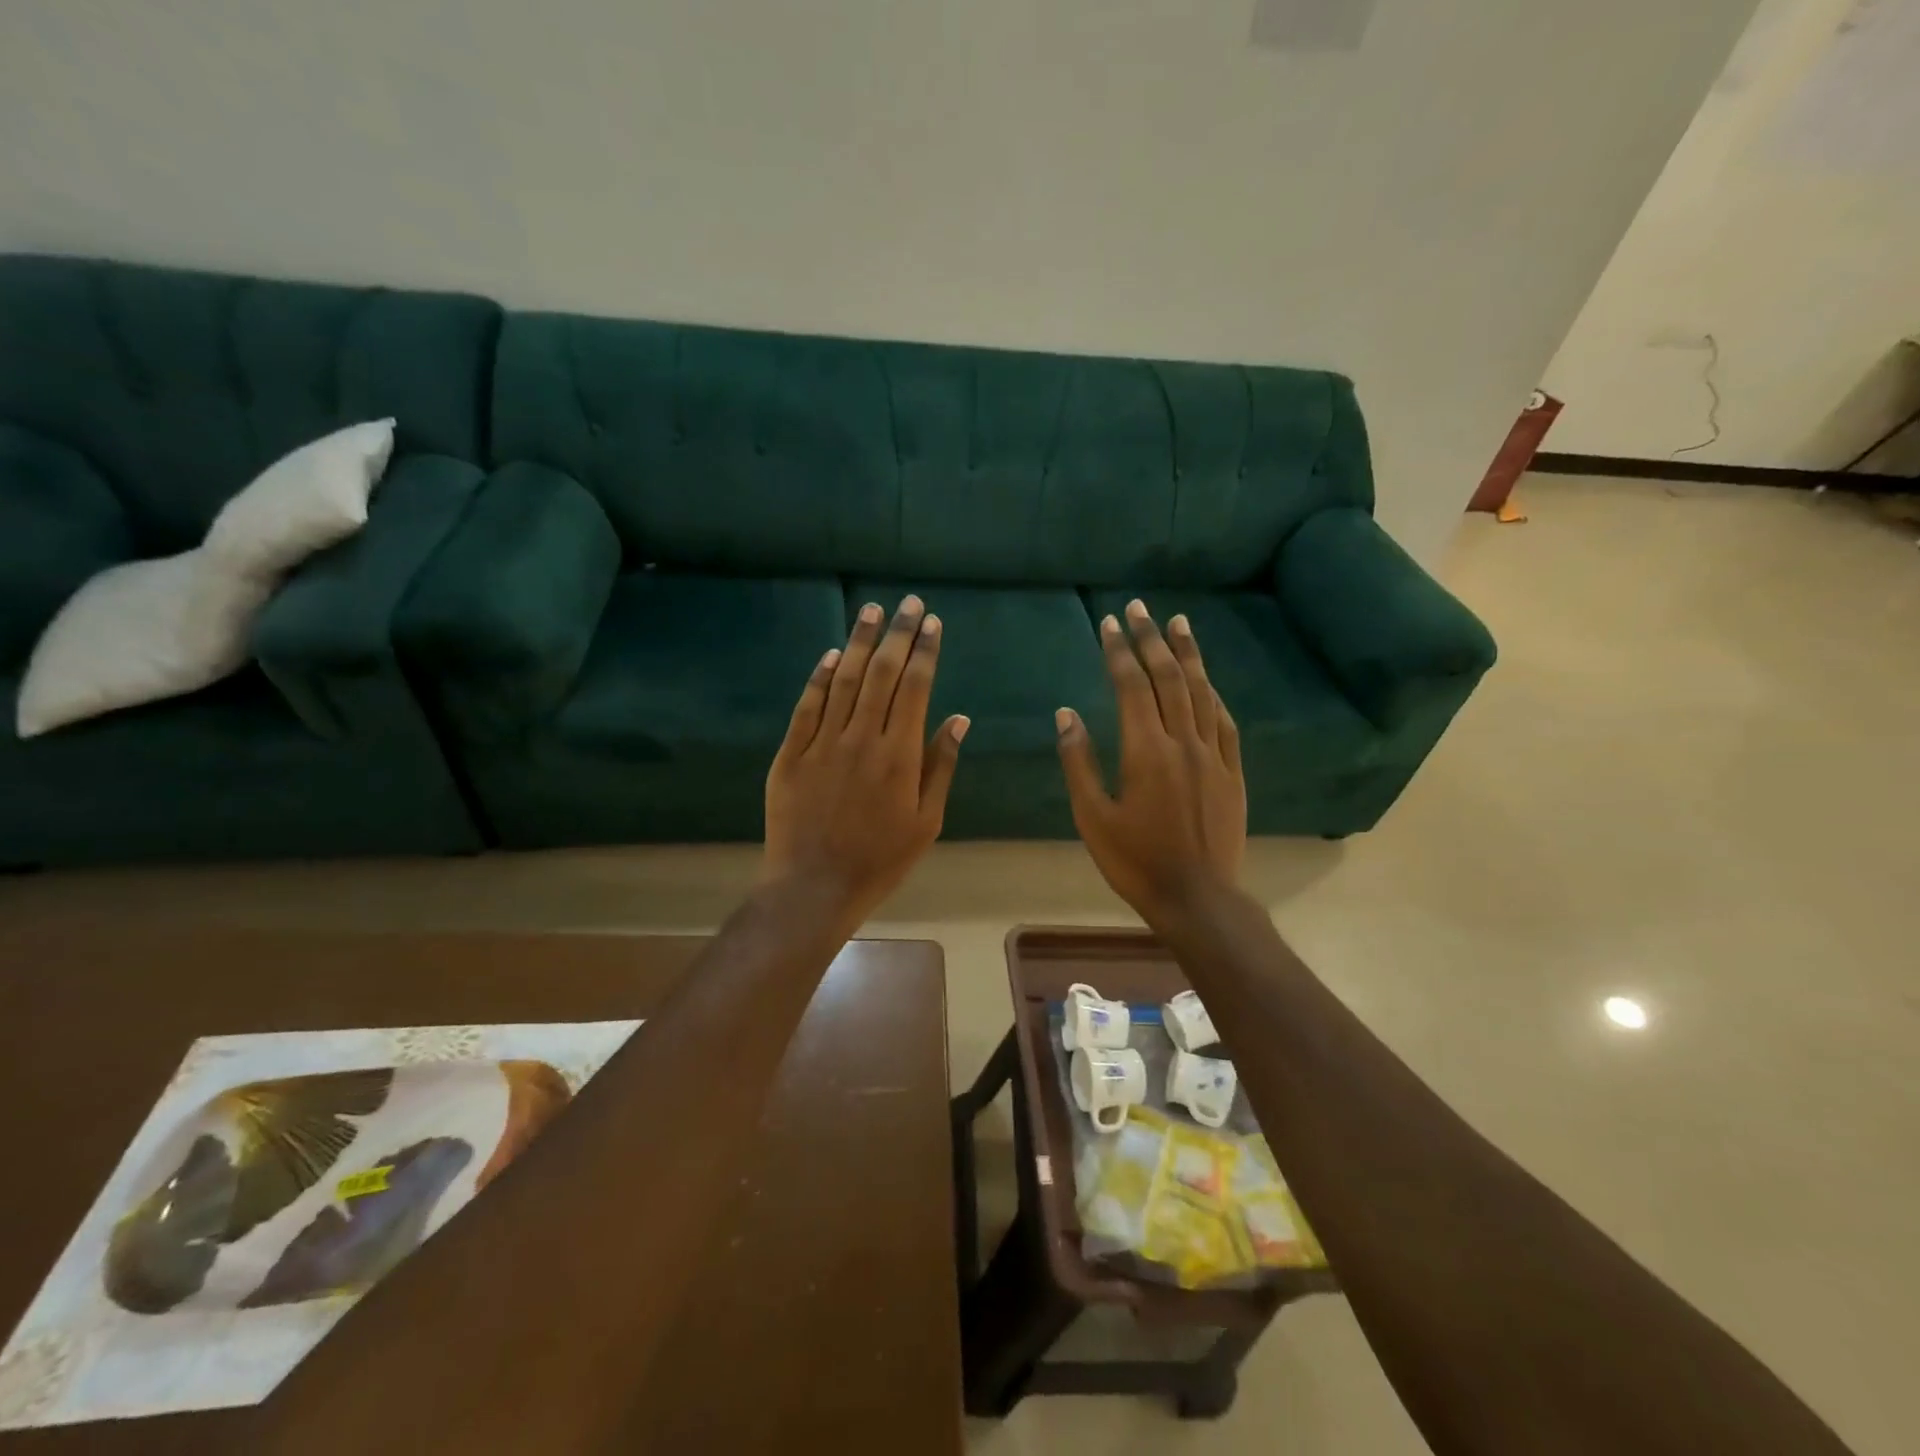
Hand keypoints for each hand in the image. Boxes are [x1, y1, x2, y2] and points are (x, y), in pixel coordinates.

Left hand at [764, 595, 968, 925]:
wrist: (814, 886)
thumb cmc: (880, 859)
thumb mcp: (926, 820)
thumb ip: (941, 766)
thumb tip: (958, 718)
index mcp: (900, 754)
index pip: (916, 687)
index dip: (925, 651)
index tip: (932, 622)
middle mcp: (862, 737)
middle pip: (883, 673)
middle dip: (898, 634)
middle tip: (908, 603)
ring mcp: (822, 742)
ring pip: (844, 679)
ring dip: (861, 642)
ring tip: (872, 610)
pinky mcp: (791, 753)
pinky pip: (808, 705)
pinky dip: (820, 676)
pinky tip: (833, 653)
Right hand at [1056, 600, 1244, 926]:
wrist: (1197, 898)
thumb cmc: (1135, 861)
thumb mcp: (1092, 817)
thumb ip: (1079, 762)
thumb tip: (1067, 715)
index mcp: (1145, 751)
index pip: (1132, 686)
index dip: (1119, 651)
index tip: (1109, 623)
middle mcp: (1183, 742)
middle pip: (1168, 678)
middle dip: (1151, 639)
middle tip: (1141, 608)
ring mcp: (1213, 756)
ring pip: (1201, 692)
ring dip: (1188, 655)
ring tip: (1179, 624)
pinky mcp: (1232, 772)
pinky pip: (1224, 722)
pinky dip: (1212, 695)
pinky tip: (1206, 682)